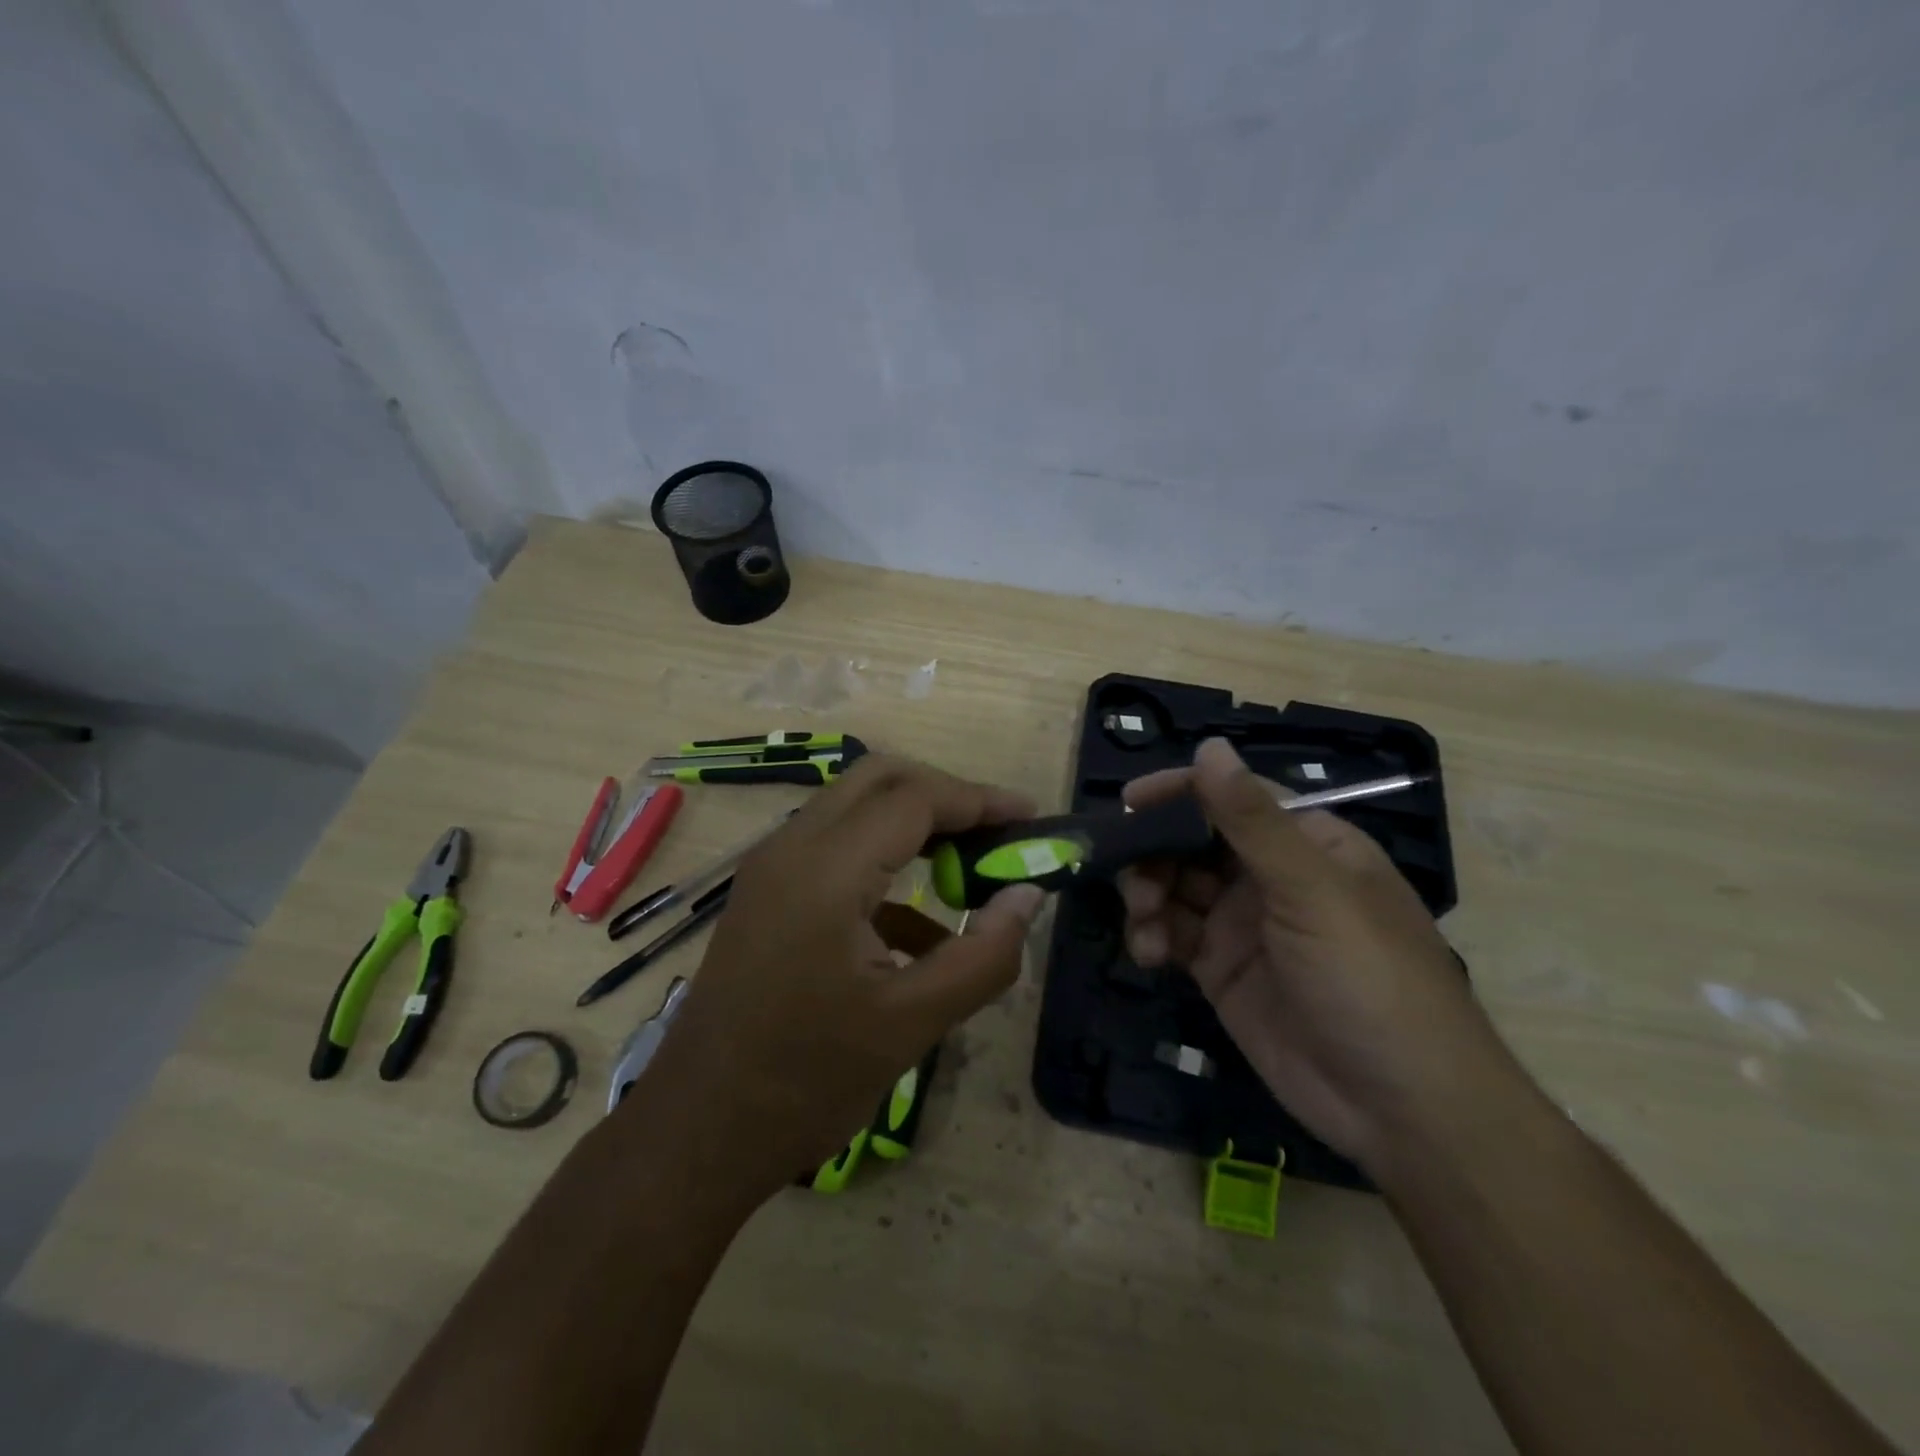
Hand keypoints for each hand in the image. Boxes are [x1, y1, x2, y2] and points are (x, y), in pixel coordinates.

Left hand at [621, 755, 1044, 1207]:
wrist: (696, 1133)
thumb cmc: (805, 1081)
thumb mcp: (911, 1024)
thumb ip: (983, 955)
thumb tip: (1028, 896)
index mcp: (825, 871)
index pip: (915, 799)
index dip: (980, 801)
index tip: (1032, 820)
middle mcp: (791, 848)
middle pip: (879, 779)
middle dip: (946, 795)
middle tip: (998, 832)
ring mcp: (772, 868)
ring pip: (855, 808)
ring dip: (916, 824)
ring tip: (971, 868)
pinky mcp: (767, 894)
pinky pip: (835, 851)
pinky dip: (886, 865)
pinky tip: (922, 927)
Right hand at [1118, 738, 1506, 1172]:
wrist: (1400, 1109)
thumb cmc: (1368, 979)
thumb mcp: (1312, 891)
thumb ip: (1253, 821)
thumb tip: (1209, 747)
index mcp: (1307, 844)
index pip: (1232, 798)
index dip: (1180, 793)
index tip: (1129, 801)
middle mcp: (1271, 877)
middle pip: (1194, 841)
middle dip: (1155, 851)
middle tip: (1127, 873)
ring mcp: (1243, 925)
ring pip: (1175, 886)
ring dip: (1148, 894)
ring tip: (1143, 919)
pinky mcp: (1222, 970)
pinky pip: (1173, 935)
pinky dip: (1152, 936)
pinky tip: (1148, 953)